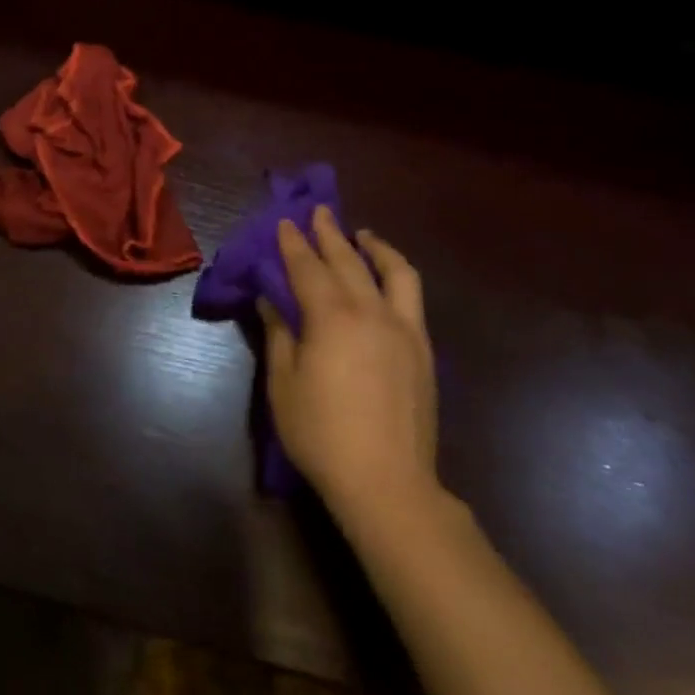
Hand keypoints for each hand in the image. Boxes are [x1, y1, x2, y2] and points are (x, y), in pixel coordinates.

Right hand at [262, 208, 438, 524]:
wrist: (387, 482)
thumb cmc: (322, 434)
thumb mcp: (284, 385)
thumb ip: (280, 336)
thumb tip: (271, 302)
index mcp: (332, 318)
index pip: (308, 268)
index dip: (293, 243)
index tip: (285, 221)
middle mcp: (371, 312)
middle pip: (348, 261)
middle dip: (330, 233)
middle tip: (318, 211)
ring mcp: (403, 329)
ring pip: (393, 271)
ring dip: (375, 246)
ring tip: (361, 234)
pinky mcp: (422, 349)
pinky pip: (412, 296)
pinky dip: (396, 274)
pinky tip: (387, 278)